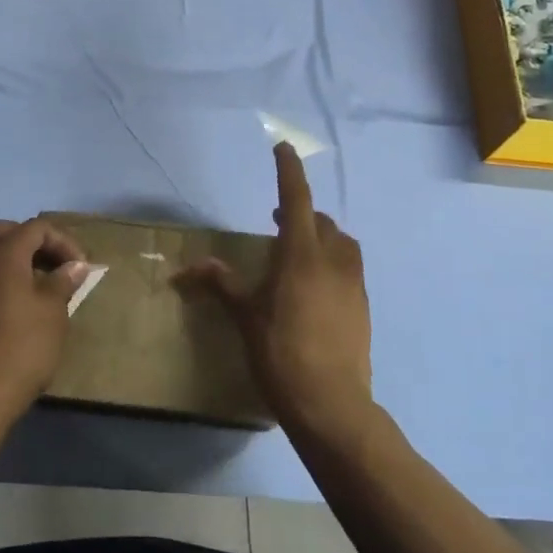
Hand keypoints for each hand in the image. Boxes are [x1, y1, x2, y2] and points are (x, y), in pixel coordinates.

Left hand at [0, 218, 89, 423]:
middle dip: (21, 235)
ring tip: (40, 280)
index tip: (81, 267)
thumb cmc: (24, 345)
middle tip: (45, 256)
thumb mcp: (53, 310)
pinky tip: (23, 301)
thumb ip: (63, 281)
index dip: (62, 241)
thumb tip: (75, 266)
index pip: (34, 228)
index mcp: (2, 256)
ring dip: (9, 257)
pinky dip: (1, 278)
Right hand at [177, 144, 372, 436]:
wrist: (331, 405)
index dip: (288, 171)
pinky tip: (314, 288)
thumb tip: (190, 267)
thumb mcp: (245, 316)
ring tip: (299, 251)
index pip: (295, 199)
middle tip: (276, 219)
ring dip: (322, 236)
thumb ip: (222, 283)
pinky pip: (349, 270)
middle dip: (301, 211)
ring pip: (342, 244)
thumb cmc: (281, 352)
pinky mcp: (363, 308)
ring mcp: (353, 285)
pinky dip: (332, 263)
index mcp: (301, 255)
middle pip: (321, 221)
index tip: (283, 148)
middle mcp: (332, 261)